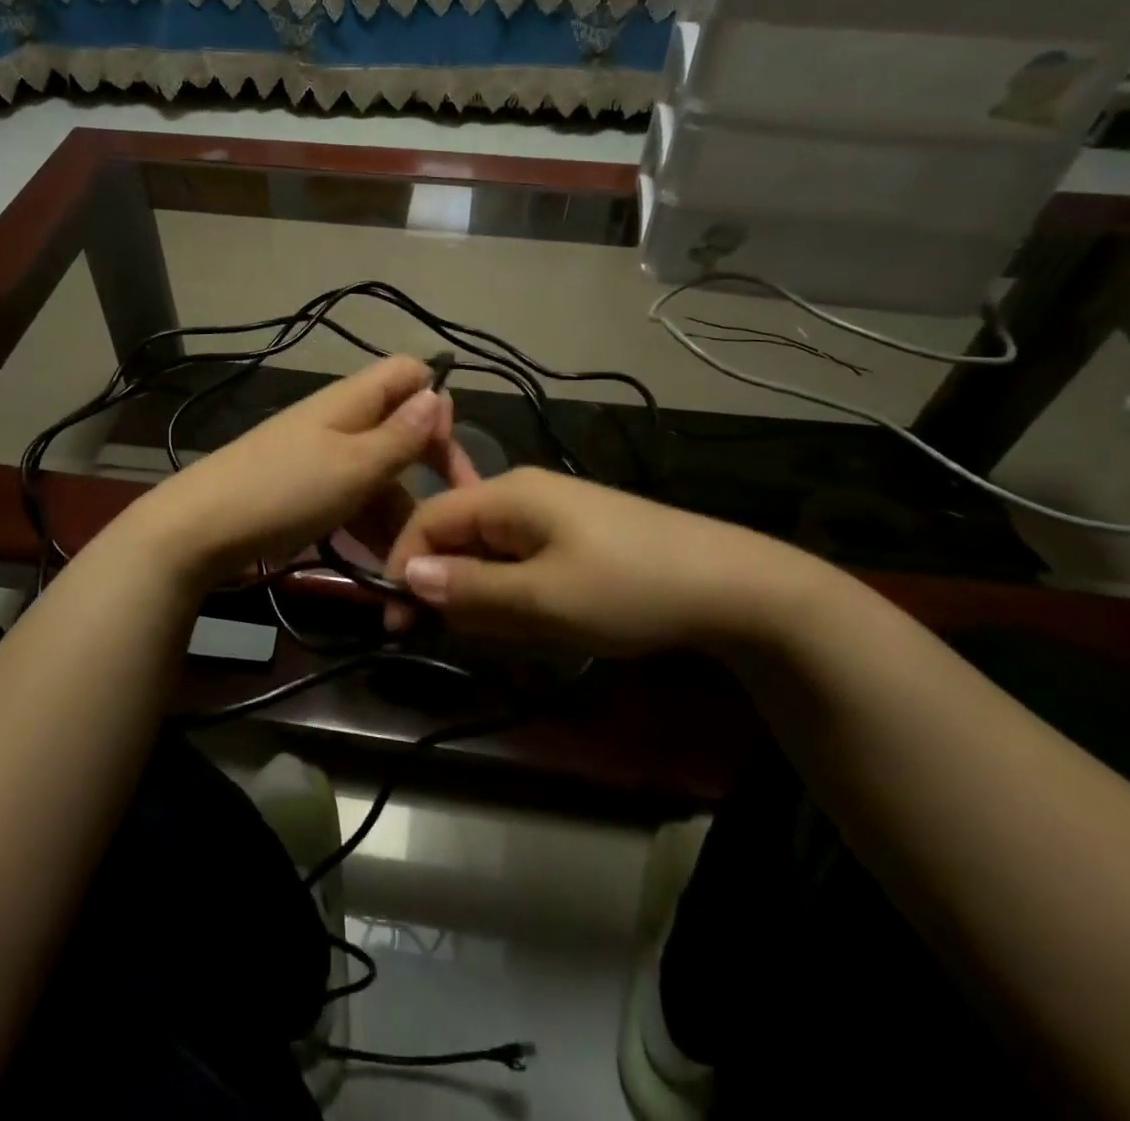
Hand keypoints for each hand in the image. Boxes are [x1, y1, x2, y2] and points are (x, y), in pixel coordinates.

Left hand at [119, 356, 472, 587]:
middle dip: (428, 474)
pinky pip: (353, 502)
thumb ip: (400, 434)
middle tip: (446, 525)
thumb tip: (440, 393)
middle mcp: (341, 421)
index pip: (410, 373)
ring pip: (380, 477)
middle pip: (401, 432)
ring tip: (412, 571)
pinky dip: (370, 530)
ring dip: (400, 518)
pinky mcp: (306, 492)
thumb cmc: (284, 491)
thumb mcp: (354, 466)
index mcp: (353, 400)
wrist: (197, 531)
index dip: (437, 404)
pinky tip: (383, 571)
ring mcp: (321, 458)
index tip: (446, 458)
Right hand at [382, 467, 829, 655]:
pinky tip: (544, 619)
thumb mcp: (541, 598)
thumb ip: (470, 587)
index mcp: (508, 494)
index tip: (396, 622)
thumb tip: (406, 575)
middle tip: (466, 637)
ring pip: (490, 551)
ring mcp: (553, 511)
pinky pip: (523, 559)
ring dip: (486, 594)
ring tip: (516, 633)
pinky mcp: (576, 533)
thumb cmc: (628, 588)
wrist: (734, 586)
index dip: (403, 565)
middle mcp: (524, 492)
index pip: (429, 518)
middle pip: (458, 534)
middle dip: (450, 585)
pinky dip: (517, 591)